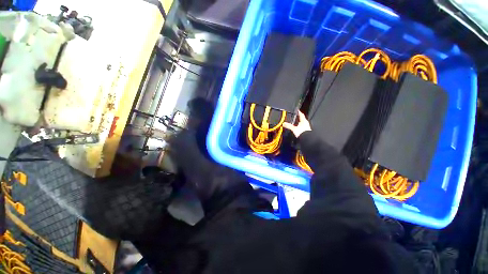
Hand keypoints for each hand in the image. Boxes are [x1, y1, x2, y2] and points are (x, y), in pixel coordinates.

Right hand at [283, 111, 310, 137]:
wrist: (307, 139)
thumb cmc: (302, 132)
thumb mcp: (294, 129)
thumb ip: (289, 126)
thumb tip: (284, 123)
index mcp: (304, 121)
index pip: (301, 114)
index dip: (299, 112)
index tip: (297, 110)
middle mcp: (306, 123)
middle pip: (301, 119)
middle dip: (298, 118)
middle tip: (294, 116)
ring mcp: (306, 127)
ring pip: (301, 123)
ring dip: (298, 123)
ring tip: (294, 123)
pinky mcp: (305, 131)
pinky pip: (301, 128)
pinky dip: (299, 127)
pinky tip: (296, 129)